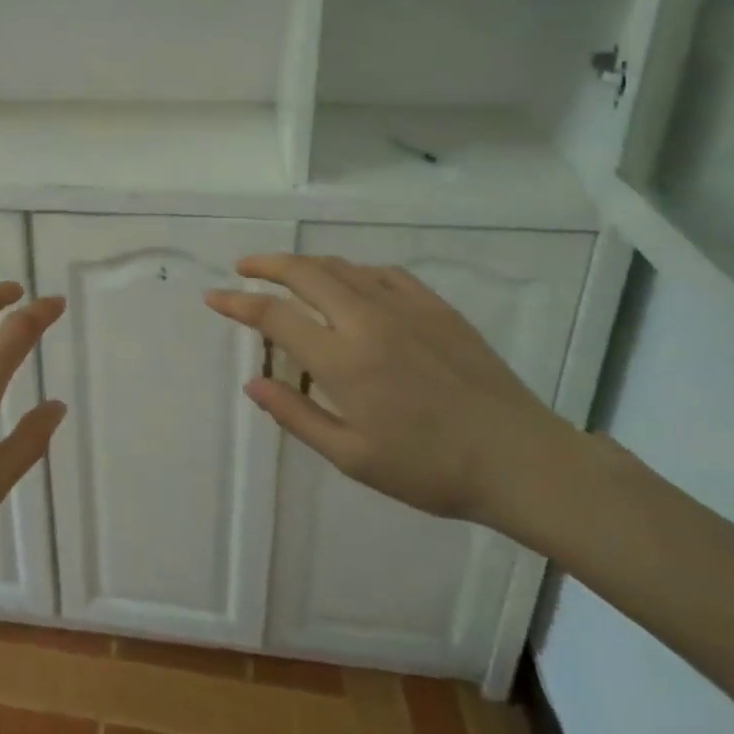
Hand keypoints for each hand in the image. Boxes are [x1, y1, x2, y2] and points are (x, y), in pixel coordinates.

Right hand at [205, 255, 567, 524]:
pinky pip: (382, 273)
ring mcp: (404, 307)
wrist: (519, 459)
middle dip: (265, 264)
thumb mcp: (353, 457)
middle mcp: (366, 320)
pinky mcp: (435, 306)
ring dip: (305, 264)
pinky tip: (349, 283)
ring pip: (341, 267)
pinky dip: (352, 271)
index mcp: (342, 360)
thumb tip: (252, 383)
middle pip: (304, 273)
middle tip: (243, 267)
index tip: (214, 296)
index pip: (275, 316)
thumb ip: (297, 415)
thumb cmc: (430, 469)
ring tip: (286, 273)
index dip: (238, 302)